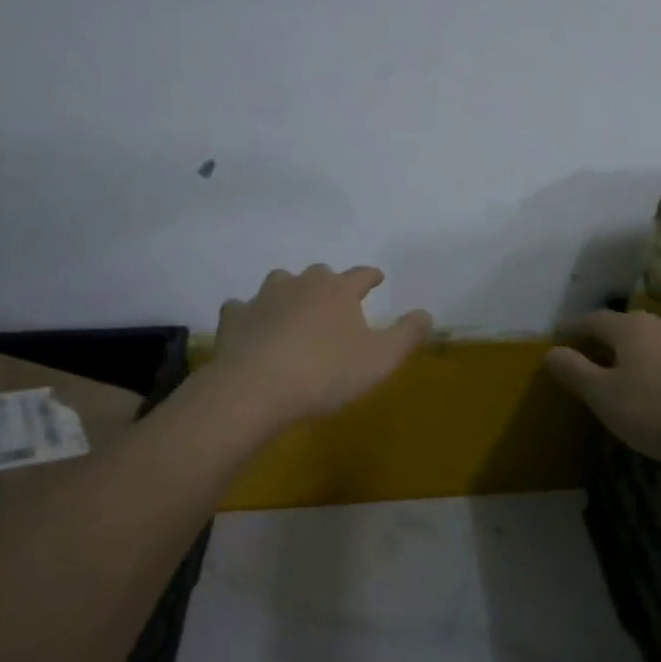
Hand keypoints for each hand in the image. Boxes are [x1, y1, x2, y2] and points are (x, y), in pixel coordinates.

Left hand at [206, 265, 433, 429]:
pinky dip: (250, 314)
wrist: (255, 389)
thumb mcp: (381, 359)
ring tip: (294, 308)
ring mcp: (264, 297)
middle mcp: (302, 284)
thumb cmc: (326, 373)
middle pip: (319, 273)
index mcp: (339, 291)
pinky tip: (252, 326)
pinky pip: (242, 307)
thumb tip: (426, 313)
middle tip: (334, 300)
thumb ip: (407, 334)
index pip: (361, 274)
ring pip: (280, 282)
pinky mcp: (234, 317)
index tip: (377, 278)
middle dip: (329, 283)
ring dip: (289, 291)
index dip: (371, 276)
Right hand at [545, 309, 660, 472]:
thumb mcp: (605, 397)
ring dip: (636, 354)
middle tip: (590, 355)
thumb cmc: (659, 412)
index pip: (593, 319)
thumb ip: (575, 372)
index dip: (573, 328)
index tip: (558, 338)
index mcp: (631, 328)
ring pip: (654, 342)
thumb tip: (550, 351)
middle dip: (606, 338)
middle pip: (626, 326)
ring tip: (626, 374)